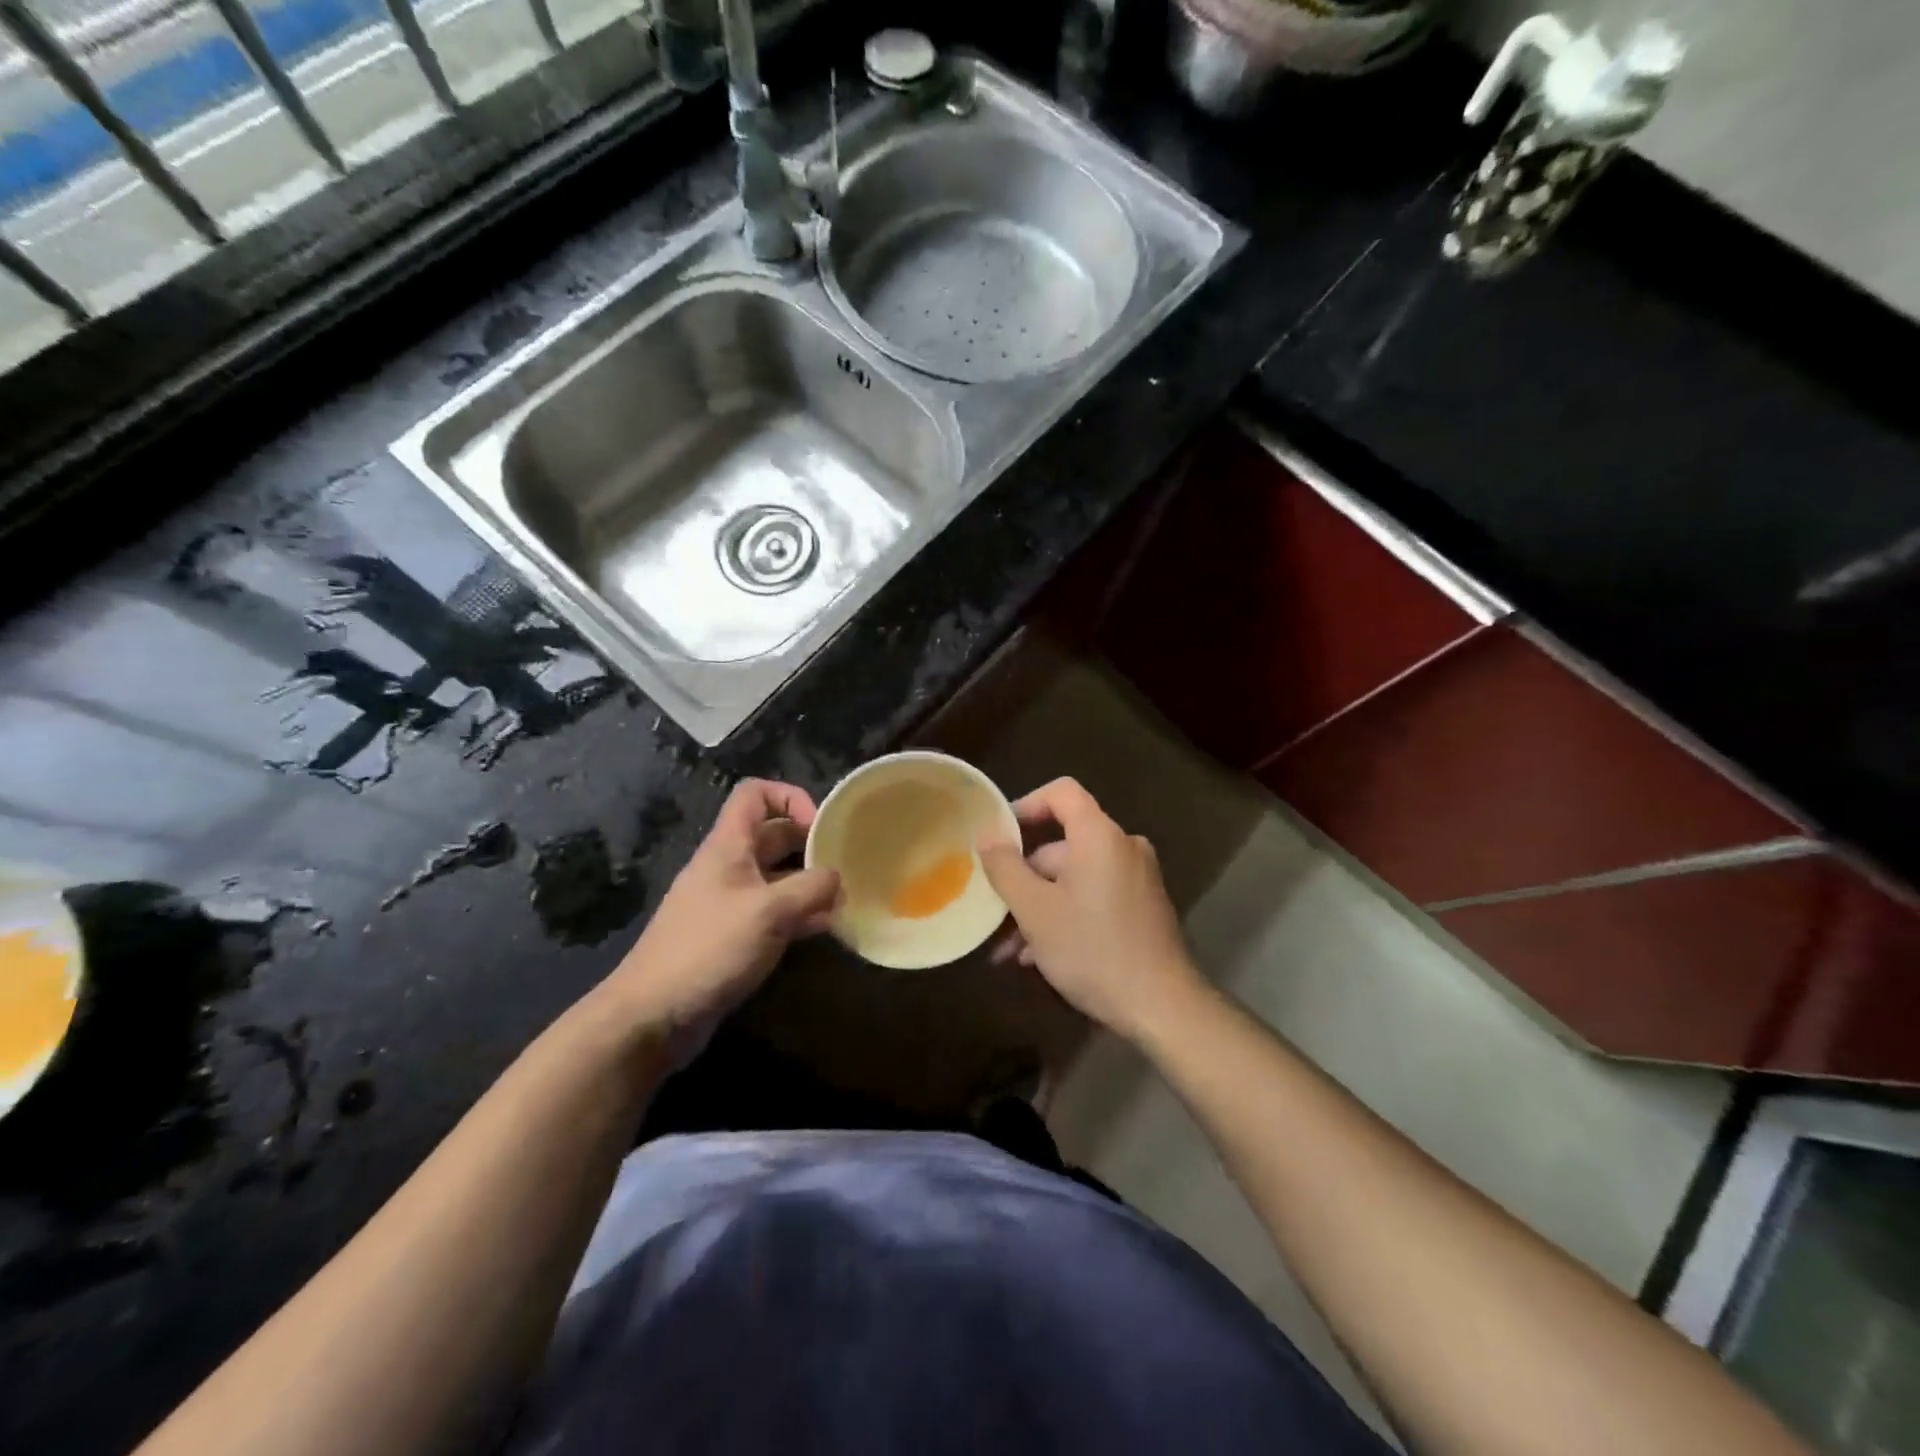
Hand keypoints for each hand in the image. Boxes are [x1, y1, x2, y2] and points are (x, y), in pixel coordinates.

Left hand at [605, 779, 839, 1061]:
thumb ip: (811, 888)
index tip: (820, 826)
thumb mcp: (770, 911)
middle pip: (772, 835)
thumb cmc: (710, 949)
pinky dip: (799, 915)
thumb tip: (837, 879)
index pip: (755, 794)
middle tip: (844, 865)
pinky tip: (825, 930)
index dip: (790, 797)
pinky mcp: (732, 937)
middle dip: (809, 844)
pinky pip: (772, 912)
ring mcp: (729, 903)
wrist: (653, 1015)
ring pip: (776, 877)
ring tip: (842, 900)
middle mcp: (728, 867)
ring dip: (809, 884)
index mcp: (728, 846)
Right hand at [977, 777, 1204, 1042]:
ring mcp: (1136, 879)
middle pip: (1062, 845)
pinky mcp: (1142, 907)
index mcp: (1100, 836)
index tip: (999, 835)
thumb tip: (986, 835)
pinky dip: (1066, 915)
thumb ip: (1005, 867)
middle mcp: (1123, 847)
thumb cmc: (1092, 950)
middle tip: (993, 913)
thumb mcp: (1035, 910)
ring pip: (1074, 878)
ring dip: (1039, 906)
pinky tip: (1038, 956)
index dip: (1027, 804)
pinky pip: (1094, 896)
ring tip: (1008, 949)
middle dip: (1023, 878)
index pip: (1062, 792)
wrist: (1162, 1007)